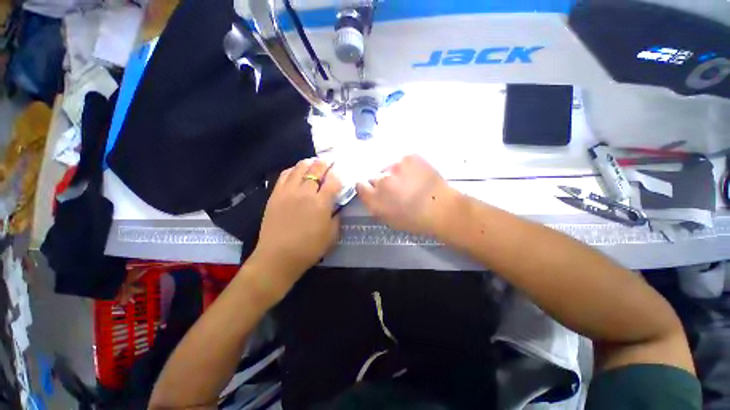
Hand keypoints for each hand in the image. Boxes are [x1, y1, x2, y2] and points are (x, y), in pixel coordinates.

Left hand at [250, 159, 341, 293]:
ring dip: (309, 163)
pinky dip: (292, 169)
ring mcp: (288, 191)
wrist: (278, 256)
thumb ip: (337, 217)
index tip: (340, 174)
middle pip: (317, 170)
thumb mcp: (332, 235)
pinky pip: (284, 175)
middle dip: (325, 164)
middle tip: (329, 161)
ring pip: (300, 168)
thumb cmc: (309, 248)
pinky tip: (296, 170)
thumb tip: (337, 206)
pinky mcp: (276, 194)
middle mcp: (305, 192)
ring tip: (314, 162)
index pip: (333, 181)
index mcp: (321, 203)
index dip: (338, 176)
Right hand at [356, 155, 458, 234]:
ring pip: (389, 168)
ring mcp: (396, 167)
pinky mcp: (410, 157)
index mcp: (375, 199)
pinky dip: (407, 167)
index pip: (360, 186)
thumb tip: (371, 194)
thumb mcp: (389, 219)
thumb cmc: (415, 220)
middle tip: (396, 189)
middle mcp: (382, 182)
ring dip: (395, 174)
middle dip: (382, 183)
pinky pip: (403, 161)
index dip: (366, 187)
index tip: (373, 189)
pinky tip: (417, 175)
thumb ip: (375, 205)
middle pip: (375, 176)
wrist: (443, 209)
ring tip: (409, 182)